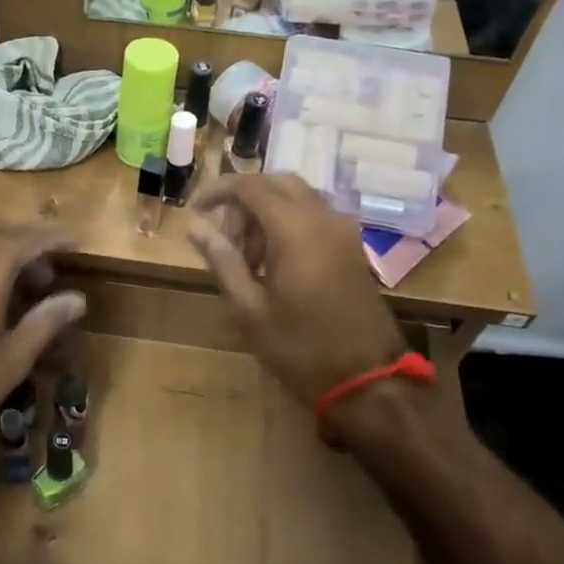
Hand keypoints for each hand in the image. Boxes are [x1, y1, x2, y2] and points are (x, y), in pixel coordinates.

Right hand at [187, 174, 409, 407]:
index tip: (195, 211)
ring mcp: (343, 231)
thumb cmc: (300, 347)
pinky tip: (272, 263)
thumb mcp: (249, 308)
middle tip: (222, 234)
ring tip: (243, 255)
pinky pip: (314, 217)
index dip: (218, 191)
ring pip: (298, 198)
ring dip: (266, 212)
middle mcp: (323, 218)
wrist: (368, 379)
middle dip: (244, 200)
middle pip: (277, 184)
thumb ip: (222, 260)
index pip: (250, 186)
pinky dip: (288, 224)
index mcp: (295, 229)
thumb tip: (195, 226)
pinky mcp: (352, 247)